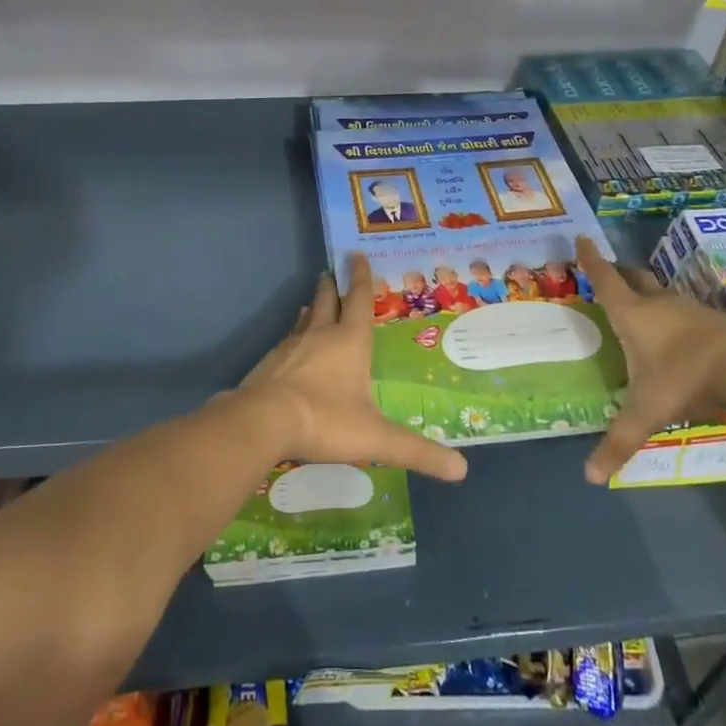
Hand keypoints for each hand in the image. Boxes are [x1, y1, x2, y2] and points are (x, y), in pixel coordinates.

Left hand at [240, 255, 468, 482]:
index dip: (361, 278)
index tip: (357, 254)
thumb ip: (417, 451)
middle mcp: (320, 335)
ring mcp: (291, 347)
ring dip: (312, 308)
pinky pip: (287, 342)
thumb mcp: (376, 438)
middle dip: (333, 286)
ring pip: (305, 320)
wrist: (263, 421)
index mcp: (350, 342)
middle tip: (330, 271)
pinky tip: (290, 345)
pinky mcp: (270, 363)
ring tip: (312, 303)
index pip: (360, 301)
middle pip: (329, 302)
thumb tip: (462, 471)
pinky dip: (294, 336)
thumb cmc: (325, 420)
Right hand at [575, 236, 725, 484]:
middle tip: (610, 273)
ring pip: (663, 292)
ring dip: (650, 293)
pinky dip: (677, 314)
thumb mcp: (647, 413)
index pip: (605, 279)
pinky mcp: (717, 320)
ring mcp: (691, 308)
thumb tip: (589, 476)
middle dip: (620, 273)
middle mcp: (658, 304)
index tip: (582, 238)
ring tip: (643, 304)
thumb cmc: (684, 378)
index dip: (591, 260)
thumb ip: (619, 442)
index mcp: (632, 315)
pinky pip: (689, 310)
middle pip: (634, 278)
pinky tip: (682, 332)